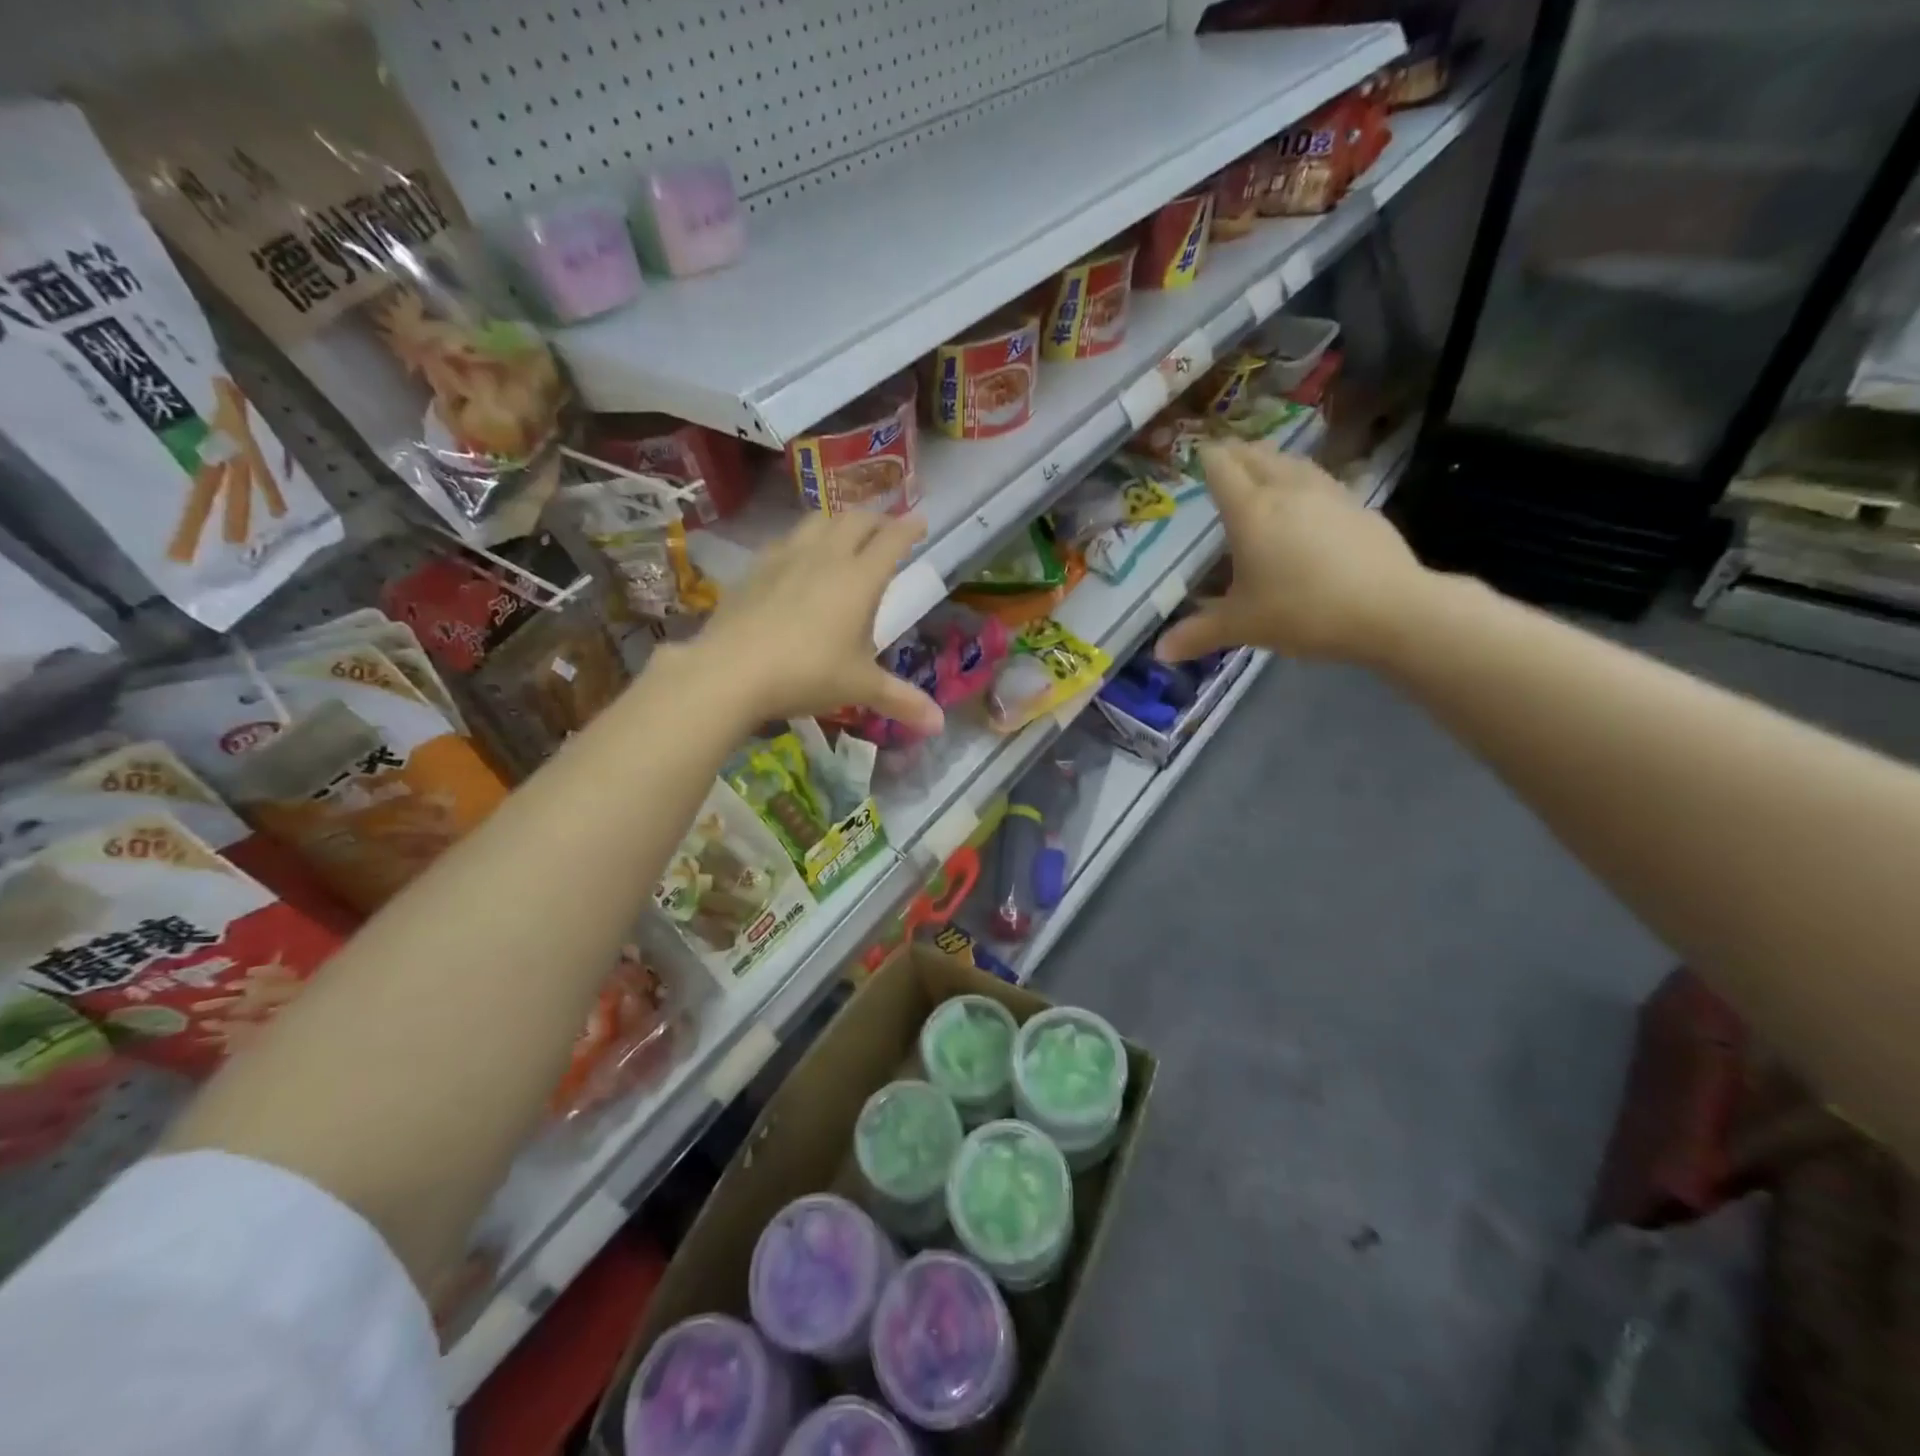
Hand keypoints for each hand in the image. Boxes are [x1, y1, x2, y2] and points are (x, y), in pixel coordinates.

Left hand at [678, 511, 944, 733]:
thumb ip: (901, 700)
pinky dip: (803, 541)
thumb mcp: (860, 688)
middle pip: (855, 520)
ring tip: (844, 536)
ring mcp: (786, 557)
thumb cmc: (808, 674)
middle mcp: (825, 557)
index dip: (909, 528)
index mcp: (860, 579)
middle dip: (876, 519)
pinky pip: (786, 540)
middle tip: (886, 530)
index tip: (920, 522)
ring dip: (838, 522)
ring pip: (818, 521)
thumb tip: (939, 725)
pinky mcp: (755, 568)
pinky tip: (797, 559)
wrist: (731, 671)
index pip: (892, 540)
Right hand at [1156, 440, 1431, 665]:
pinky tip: (1306, 503)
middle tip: (1223, 460)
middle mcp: (1287, 490)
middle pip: (1257, 455)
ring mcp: (1328, 494)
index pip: (1222, 467)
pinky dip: (1303, 483)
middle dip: (1237, 453)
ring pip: (1293, 462)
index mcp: (1250, 511)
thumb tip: (1160, 652)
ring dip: (1272, 461)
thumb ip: (1198, 634)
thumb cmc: (1302, 611)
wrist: (1390, 609)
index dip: (1206, 458)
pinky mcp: (1359, 506)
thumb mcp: (1242, 626)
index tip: (1196, 456)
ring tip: (1261, 471)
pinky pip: (1321, 481)